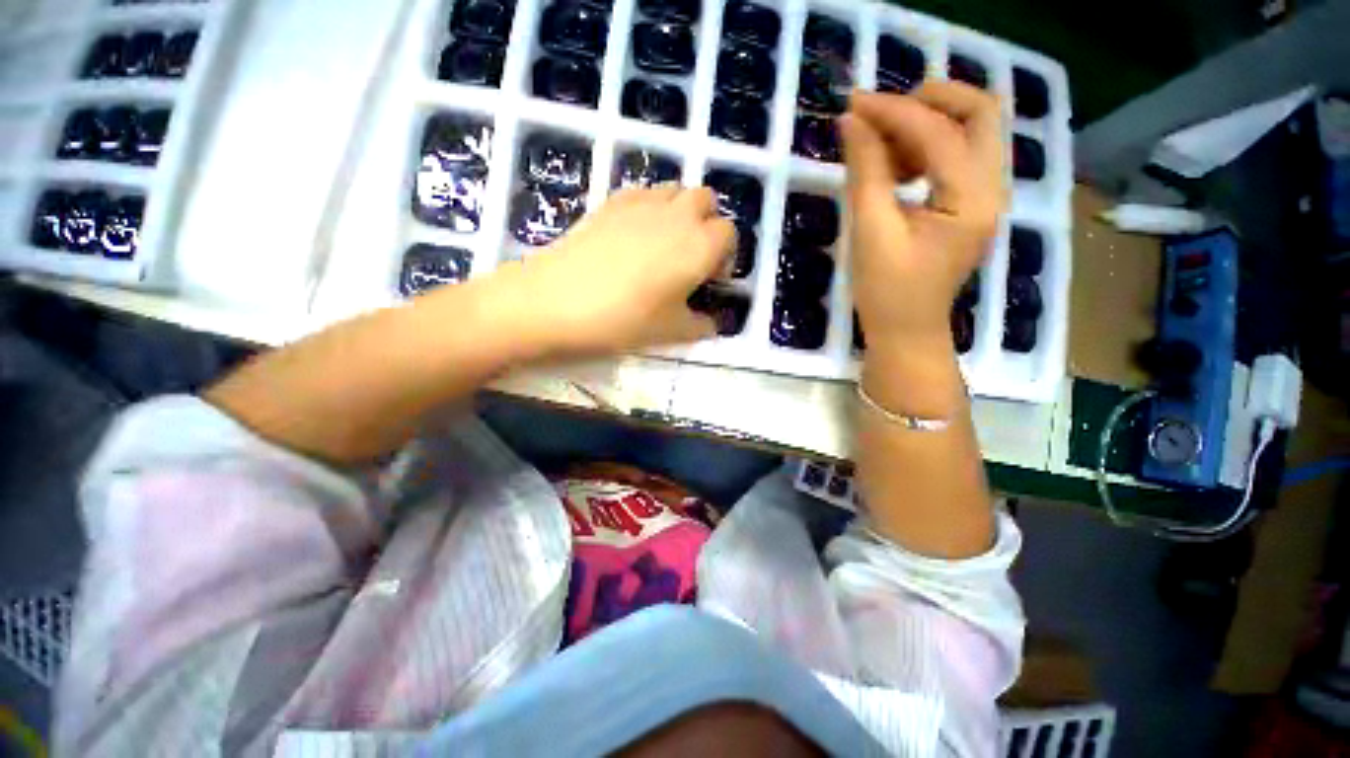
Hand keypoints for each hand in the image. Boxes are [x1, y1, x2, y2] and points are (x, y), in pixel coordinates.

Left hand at [494, 185, 735, 355]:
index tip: (709, 279)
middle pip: (706, 201)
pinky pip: (644, 193)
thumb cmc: (624, 319)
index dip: (724, 255)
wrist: (557, 300)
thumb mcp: (671, 332)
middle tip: (690, 258)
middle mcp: (677, 214)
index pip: (729, 234)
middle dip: (707, 224)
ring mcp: (642, 202)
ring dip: (680, 212)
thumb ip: (700, 326)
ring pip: (676, 190)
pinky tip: (632, 237)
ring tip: (662, 245)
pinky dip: (650, 208)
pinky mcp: (612, 200)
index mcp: (699, 245)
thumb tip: (712, 324)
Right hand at [840, 83, 1007, 353]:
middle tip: (883, 112)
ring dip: (928, 122)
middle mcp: (992, 188)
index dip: (893, 111)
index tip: (853, 104)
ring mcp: (985, 195)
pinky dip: (928, 146)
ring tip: (882, 145)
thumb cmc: (887, 292)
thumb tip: (852, 121)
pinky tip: (896, 166)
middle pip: (980, 112)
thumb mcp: (870, 232)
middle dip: (930, 99)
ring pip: (972, 130)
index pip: (938, 131)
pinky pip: (959, 155)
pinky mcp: (970, 204)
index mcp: (972, 199)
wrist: (906, 332)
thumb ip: (866, 172)